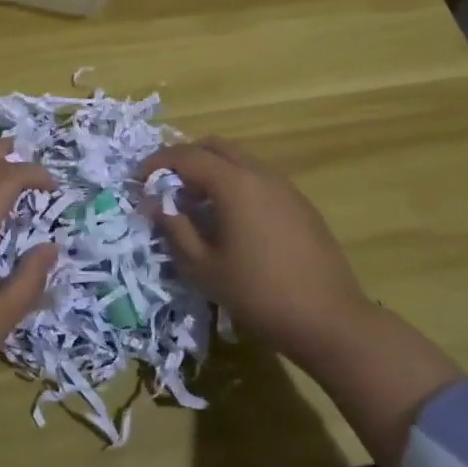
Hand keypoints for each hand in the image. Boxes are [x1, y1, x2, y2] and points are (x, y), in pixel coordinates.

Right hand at [137, 138, 372, 372]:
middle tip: (164, 185)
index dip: (156, 163)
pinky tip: (229, 218)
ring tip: (194, 203)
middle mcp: (260, 174)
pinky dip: (235, 184)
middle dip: (184, 158)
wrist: (329, 319)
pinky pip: (258, 179)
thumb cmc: (258, 294)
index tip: (137, 180)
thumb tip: (155, 204)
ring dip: (211, 171)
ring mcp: (285, 187)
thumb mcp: (205, 267)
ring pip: (239, 160)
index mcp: (234, 184)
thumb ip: (175, 229)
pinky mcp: (300, 204)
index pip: (186, 156)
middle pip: (215, 147)